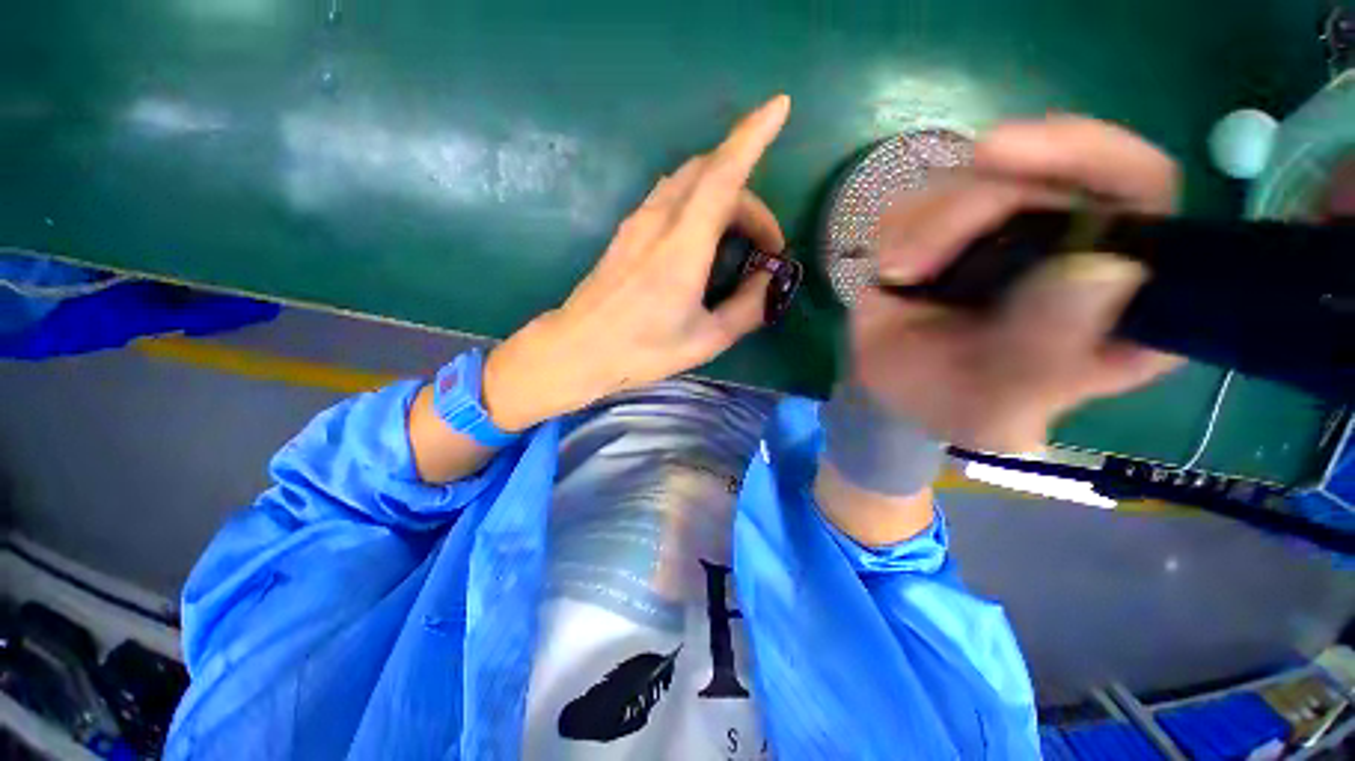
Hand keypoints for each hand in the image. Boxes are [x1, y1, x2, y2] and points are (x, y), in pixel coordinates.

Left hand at [481, 95, 791, 430]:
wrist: (578, 348)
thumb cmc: (642, 349)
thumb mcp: (706, 339)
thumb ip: (746, 308)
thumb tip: (767, 280)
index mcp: (683, 246)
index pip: (723, 175)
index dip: (753, 136)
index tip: (779, 107)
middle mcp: (659, 220)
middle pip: (711, 174)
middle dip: (749, 198)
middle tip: (766, 245)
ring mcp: (638, 222)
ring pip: (689, 181)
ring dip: (724, 197)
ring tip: (740, 241)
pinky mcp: (628, 231)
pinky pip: (671, 196)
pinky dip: (700, 202)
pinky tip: (706, 238)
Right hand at [854, 116, 1183, 452]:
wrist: (901, 394)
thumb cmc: (960, 405)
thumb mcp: (1002, 402)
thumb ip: (1045, 352)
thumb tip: (1099, 268)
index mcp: (1124, 288)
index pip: (1138, 187)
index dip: (1091, 157)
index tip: (1011, 157)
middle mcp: (1076, 240)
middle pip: (1043, 169)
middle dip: (971, 206)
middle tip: (910, 259)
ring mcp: (1009, 225)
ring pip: (975, 176)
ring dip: (925, 227)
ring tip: (899, 277)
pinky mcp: (952, 224)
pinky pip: (923, 196)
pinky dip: (899, 229)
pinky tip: (894, 270)